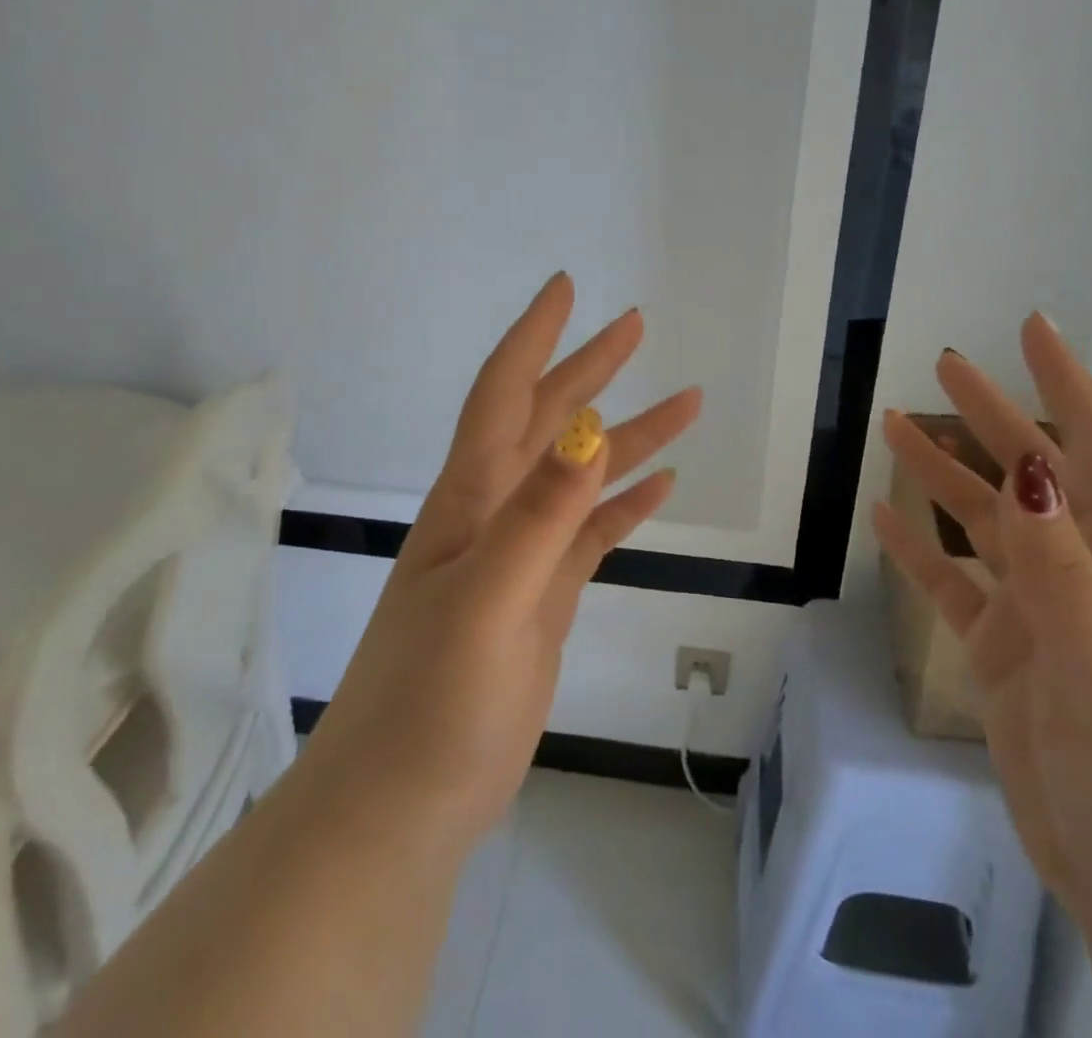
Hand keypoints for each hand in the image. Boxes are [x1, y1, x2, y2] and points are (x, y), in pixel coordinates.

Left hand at [302, 273, 701, 849]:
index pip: (504, 393)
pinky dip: (626, 503)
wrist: (404, 805)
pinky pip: (593, 534)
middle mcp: (496, 512)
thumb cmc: (430, 700)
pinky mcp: (543, 597)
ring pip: (582, 475)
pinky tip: (664, 486)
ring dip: (630, 435)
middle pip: (549, 420)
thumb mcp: (487, 599)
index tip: (566, 288)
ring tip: (687, 402)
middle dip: (591, 368)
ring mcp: (522, 556)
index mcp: (472, 498)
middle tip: (636, 325)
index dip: (533, 336)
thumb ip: (539, 515)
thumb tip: (588, 429)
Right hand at [875, 314, 1091, 938]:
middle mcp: (1081, 579)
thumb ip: (1060, 569)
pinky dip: (921, 551)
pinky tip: (885, 519)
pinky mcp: (1002, 658)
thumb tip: (1028, 469)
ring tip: (893, 427)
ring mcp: (1038, 619)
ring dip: (941, 476)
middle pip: (1028, 477)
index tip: (1031, 330)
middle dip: (991, 418)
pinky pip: (953, 588)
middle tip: (942, 365)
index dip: (1068, 387)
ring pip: (981, 527)